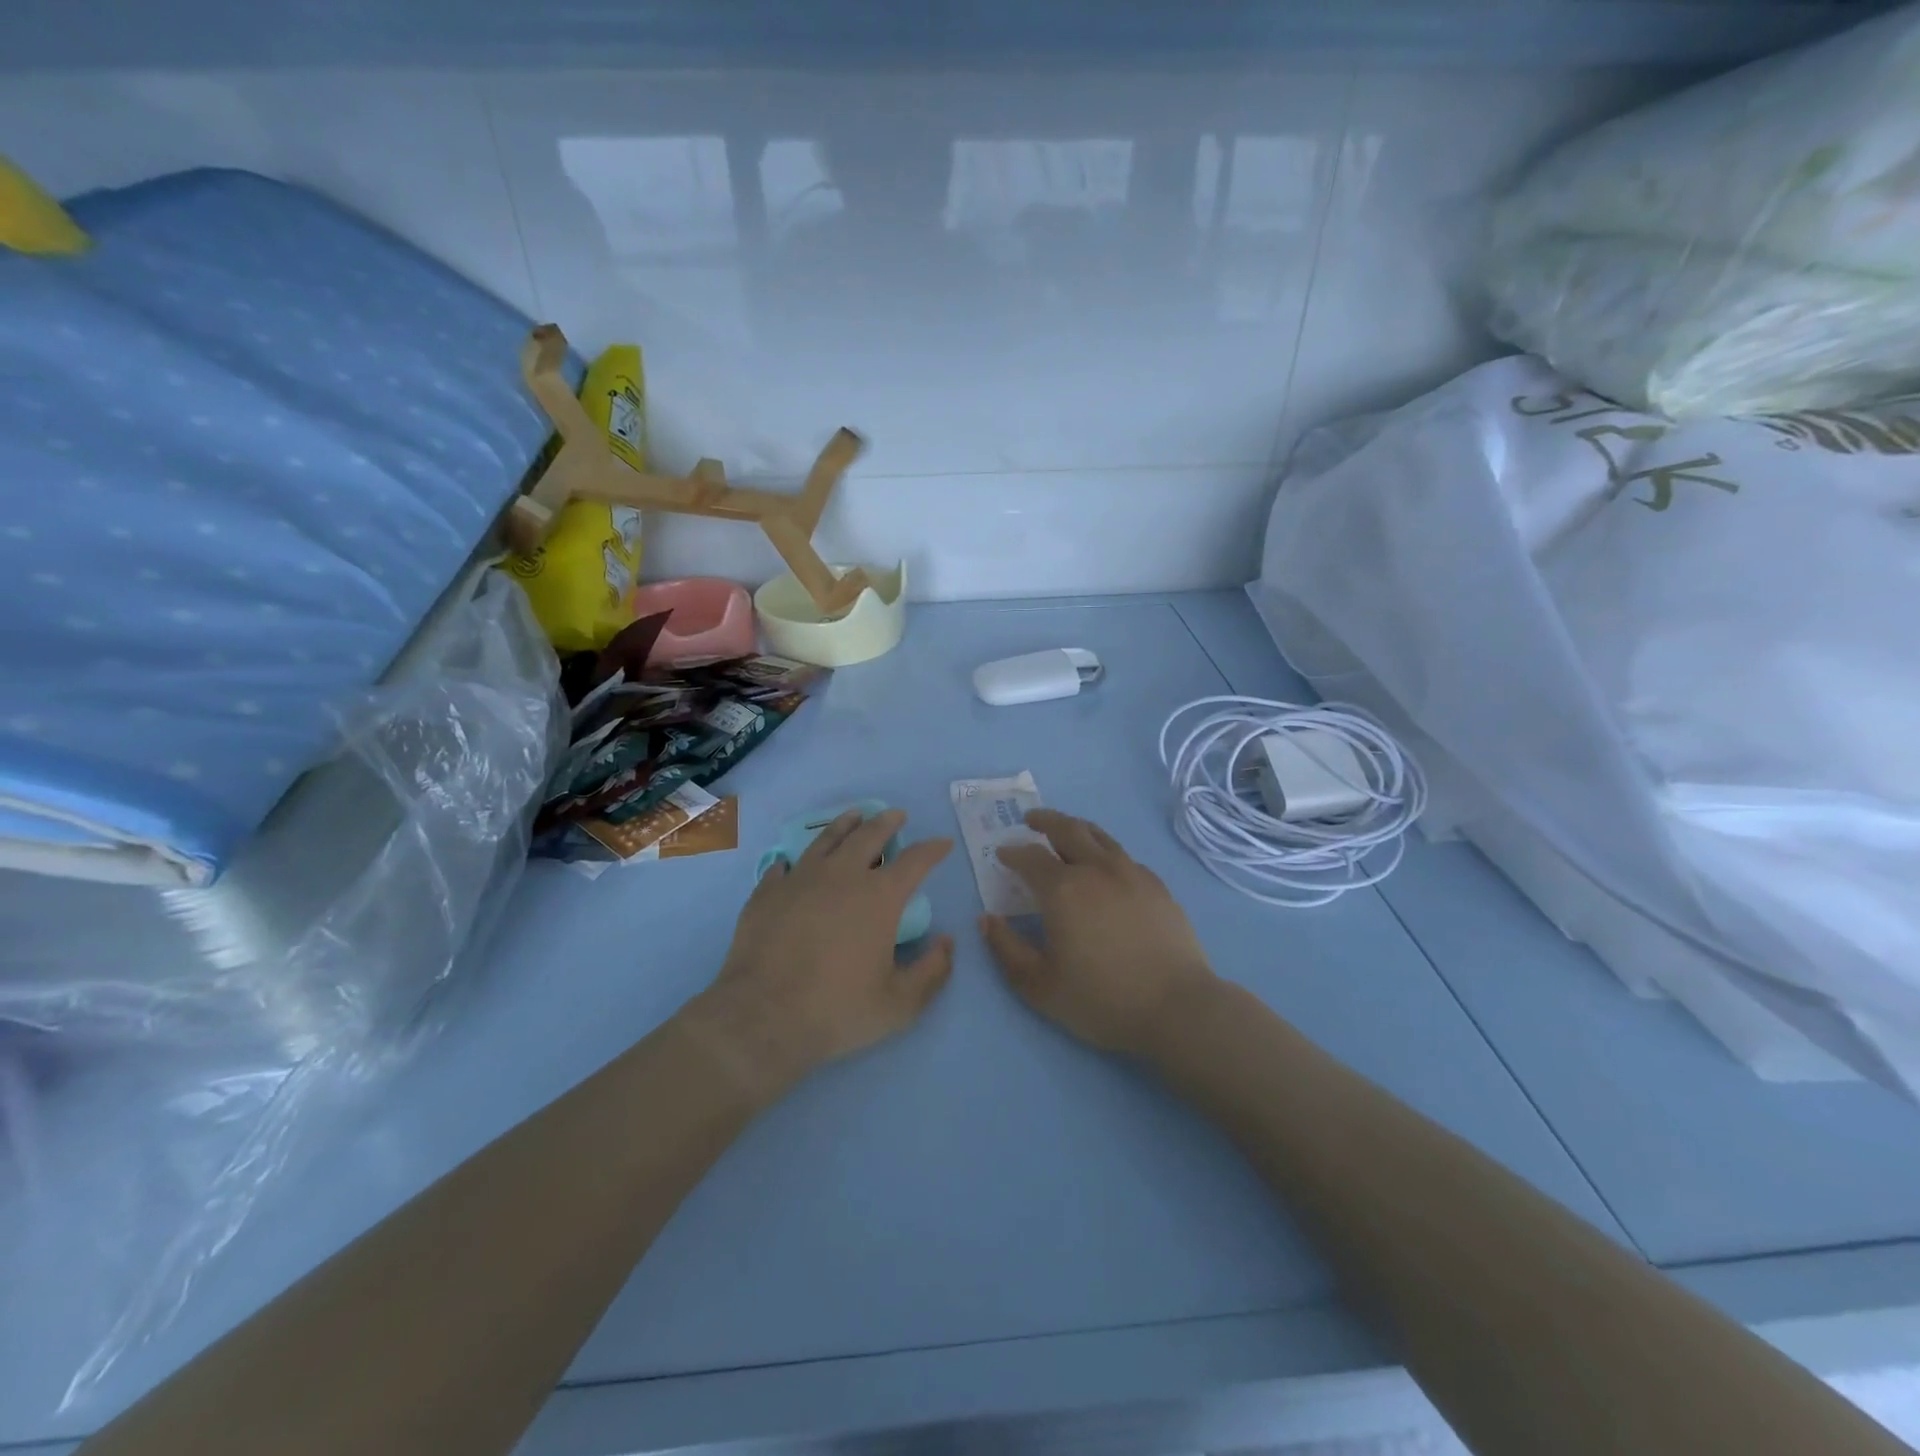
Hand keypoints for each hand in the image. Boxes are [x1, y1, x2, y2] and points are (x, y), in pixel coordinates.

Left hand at [694, 810, 954, 1094]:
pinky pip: (782, 869)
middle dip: (887, 823)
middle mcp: (841, 876)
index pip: (915, 861)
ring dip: (844, 825)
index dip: (933, 850)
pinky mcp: (766, 894)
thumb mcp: (900, 1003)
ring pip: (826, 840)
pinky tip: (789, 864)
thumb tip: (947, 942)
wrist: (762, 1017)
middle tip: (896, 815)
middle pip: (869, 836)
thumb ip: (932, 972)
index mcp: (879, 896)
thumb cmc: (838, 1009)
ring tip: (854, 816)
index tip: (943, 843)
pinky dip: (792, 863)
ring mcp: (799, 880)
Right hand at [980, 810, 1217, 1055]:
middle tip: (1031, 819)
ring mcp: (1131, 873)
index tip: (1002, 853)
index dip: (1013, 852)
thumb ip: (1006, 949)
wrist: (1176, 1007)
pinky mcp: (1157, 886)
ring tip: (1066, 830)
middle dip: (1045, 820)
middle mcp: (1096, 869)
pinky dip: (1105, 851)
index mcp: (1063, 889)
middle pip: (1067, 829)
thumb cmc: (1101, 999)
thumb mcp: (1038, 985)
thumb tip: (987, 919)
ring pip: (1099, 836)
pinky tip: (1105, 866)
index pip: (1030, 857)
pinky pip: (1124, 856)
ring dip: (1076, 827)